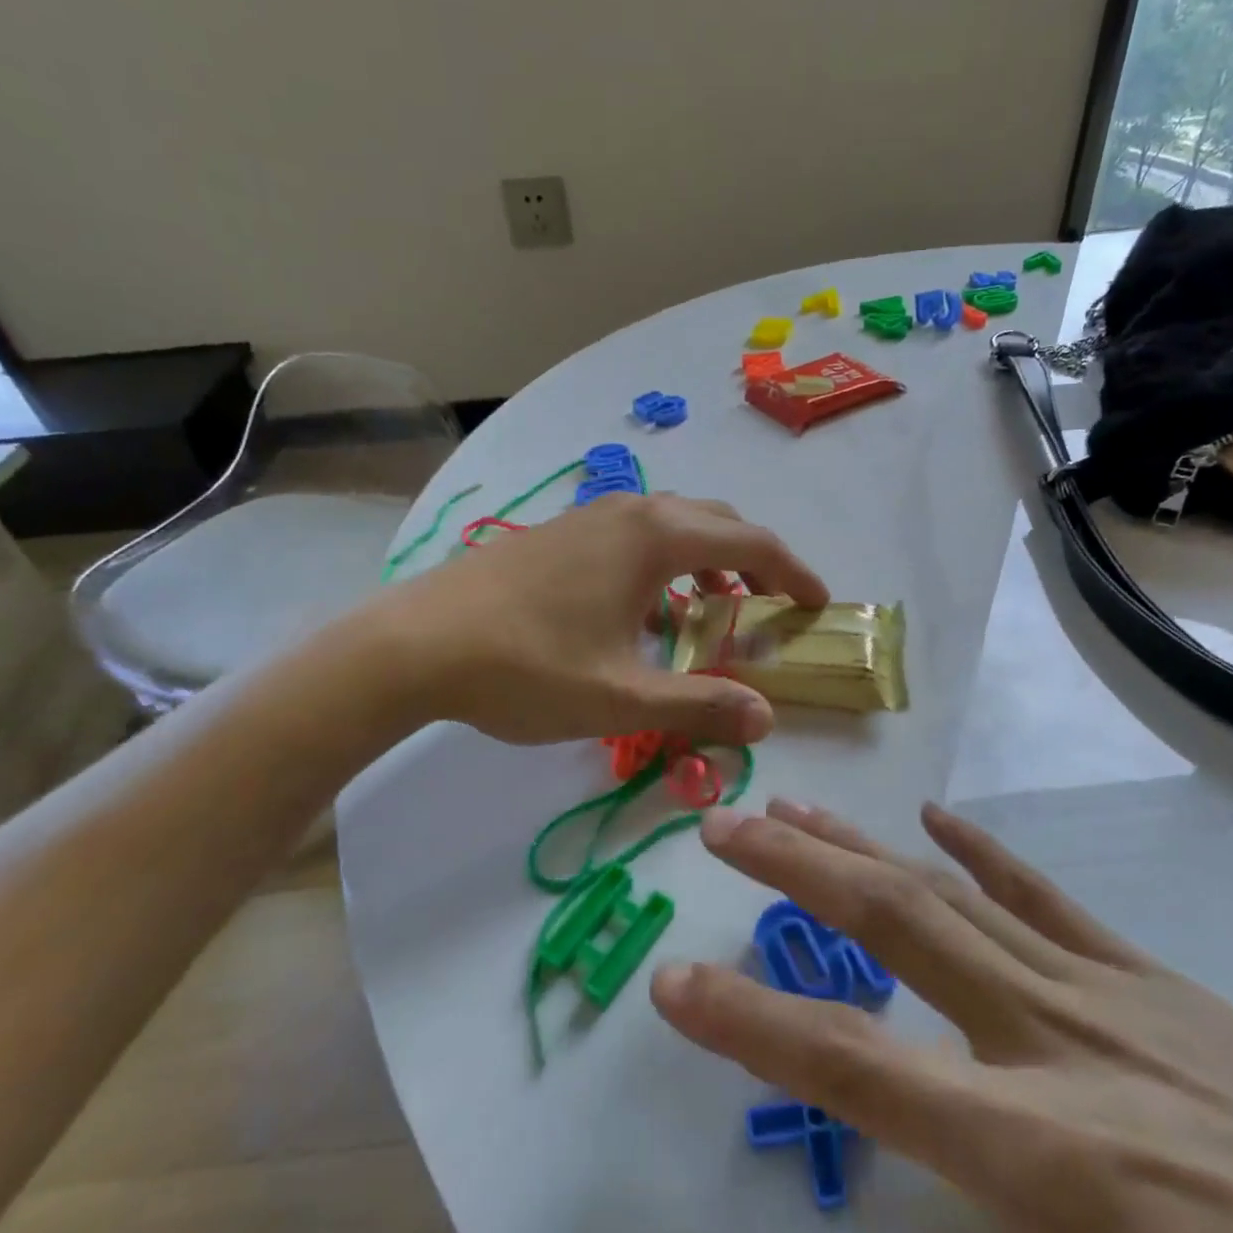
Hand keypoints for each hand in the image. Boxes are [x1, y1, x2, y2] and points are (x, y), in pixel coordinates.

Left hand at [375, 493, 828, 745]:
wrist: (414, 644)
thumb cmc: (525, 668)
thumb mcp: (620, 698)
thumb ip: (698, 705)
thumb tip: (765, 720)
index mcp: (654, 537)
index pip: (751, 541)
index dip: (793, 573)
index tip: (818, 603)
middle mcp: (628, 511)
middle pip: (716, 521)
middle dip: (754, 561)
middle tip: (771, 607)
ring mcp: (588, 517)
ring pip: (672, 525)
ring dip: (707, 560)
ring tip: (714, 611)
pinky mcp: (559, 533)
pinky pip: (635, 535)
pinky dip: (665, 563)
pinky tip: (646, 611)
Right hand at [652, 802, 1232, 1232]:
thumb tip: (947, 1215)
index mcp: (1049, 1154)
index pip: (858, 1068)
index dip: (751, 1024)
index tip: (673, 983)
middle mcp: (1058, 1043)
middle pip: (894, 927)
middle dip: (796, 870)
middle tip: (725, 822)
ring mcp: (1109, 995)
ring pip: (951, 895)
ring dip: (863, 846)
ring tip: (798, 806)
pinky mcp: (1154, 982)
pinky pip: (1043, 901)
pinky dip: (980, 857)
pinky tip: (935, 820)